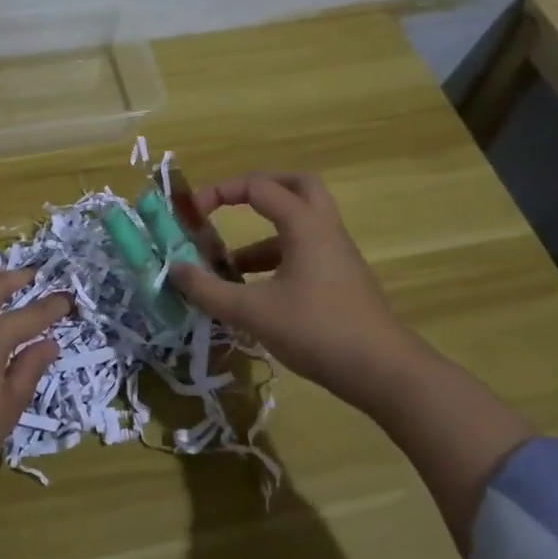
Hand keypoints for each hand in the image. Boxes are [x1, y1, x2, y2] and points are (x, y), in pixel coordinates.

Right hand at [171, 173, 423, 402]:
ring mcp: (336, 255)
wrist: (384, 371)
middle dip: (259, 188)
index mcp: (305, 225)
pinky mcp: (340, 280)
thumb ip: (209, 290)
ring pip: (299, 223)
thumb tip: (173, 269)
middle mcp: (324, 229)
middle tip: (230, 203)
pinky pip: (304, 252)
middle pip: (296, 186)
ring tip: (227, 263)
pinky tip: (252, 292)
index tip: (193, 214)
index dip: (221, 192)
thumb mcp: (253, 312)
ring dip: (262, 232)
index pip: (259, 187)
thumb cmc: (318, 331)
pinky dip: (275, 259)